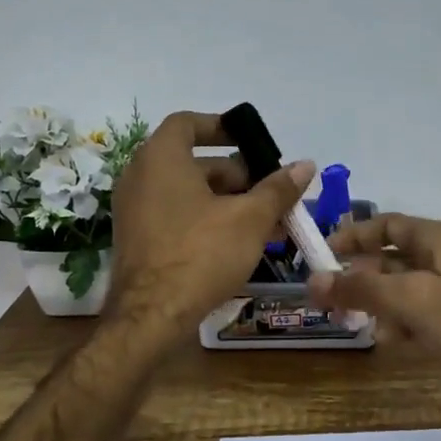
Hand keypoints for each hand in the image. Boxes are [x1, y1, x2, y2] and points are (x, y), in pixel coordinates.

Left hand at [106, 111, 314, 333]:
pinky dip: (206, 220)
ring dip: (228, 202)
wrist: (152, 316)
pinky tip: (240, 243)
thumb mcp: (250, 219)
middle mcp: (140, 177)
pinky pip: (176, 217)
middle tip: (272, 194)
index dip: (222, 128)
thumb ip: (278, 189)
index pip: (188, 124)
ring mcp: (135, 211)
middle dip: (238, 176)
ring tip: (267, 223)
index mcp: (161, 158)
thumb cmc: (201, 254)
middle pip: (194, 163)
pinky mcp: (138, 240)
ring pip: (188, 194)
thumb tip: (305, 165)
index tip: (250, 142)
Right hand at [306, 213, 440, 408]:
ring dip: (376, 306)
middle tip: (329, 301)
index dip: (352, 236)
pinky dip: (399, 324)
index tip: (321, 255)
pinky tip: (392, 342)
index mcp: (435, 238)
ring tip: (356, 325)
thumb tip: (312, 281)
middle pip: (387, 260)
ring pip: (397, 290)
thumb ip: (359, 288)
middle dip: (358, 280)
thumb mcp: (408, 299)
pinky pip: (414, 313)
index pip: (385, 225)